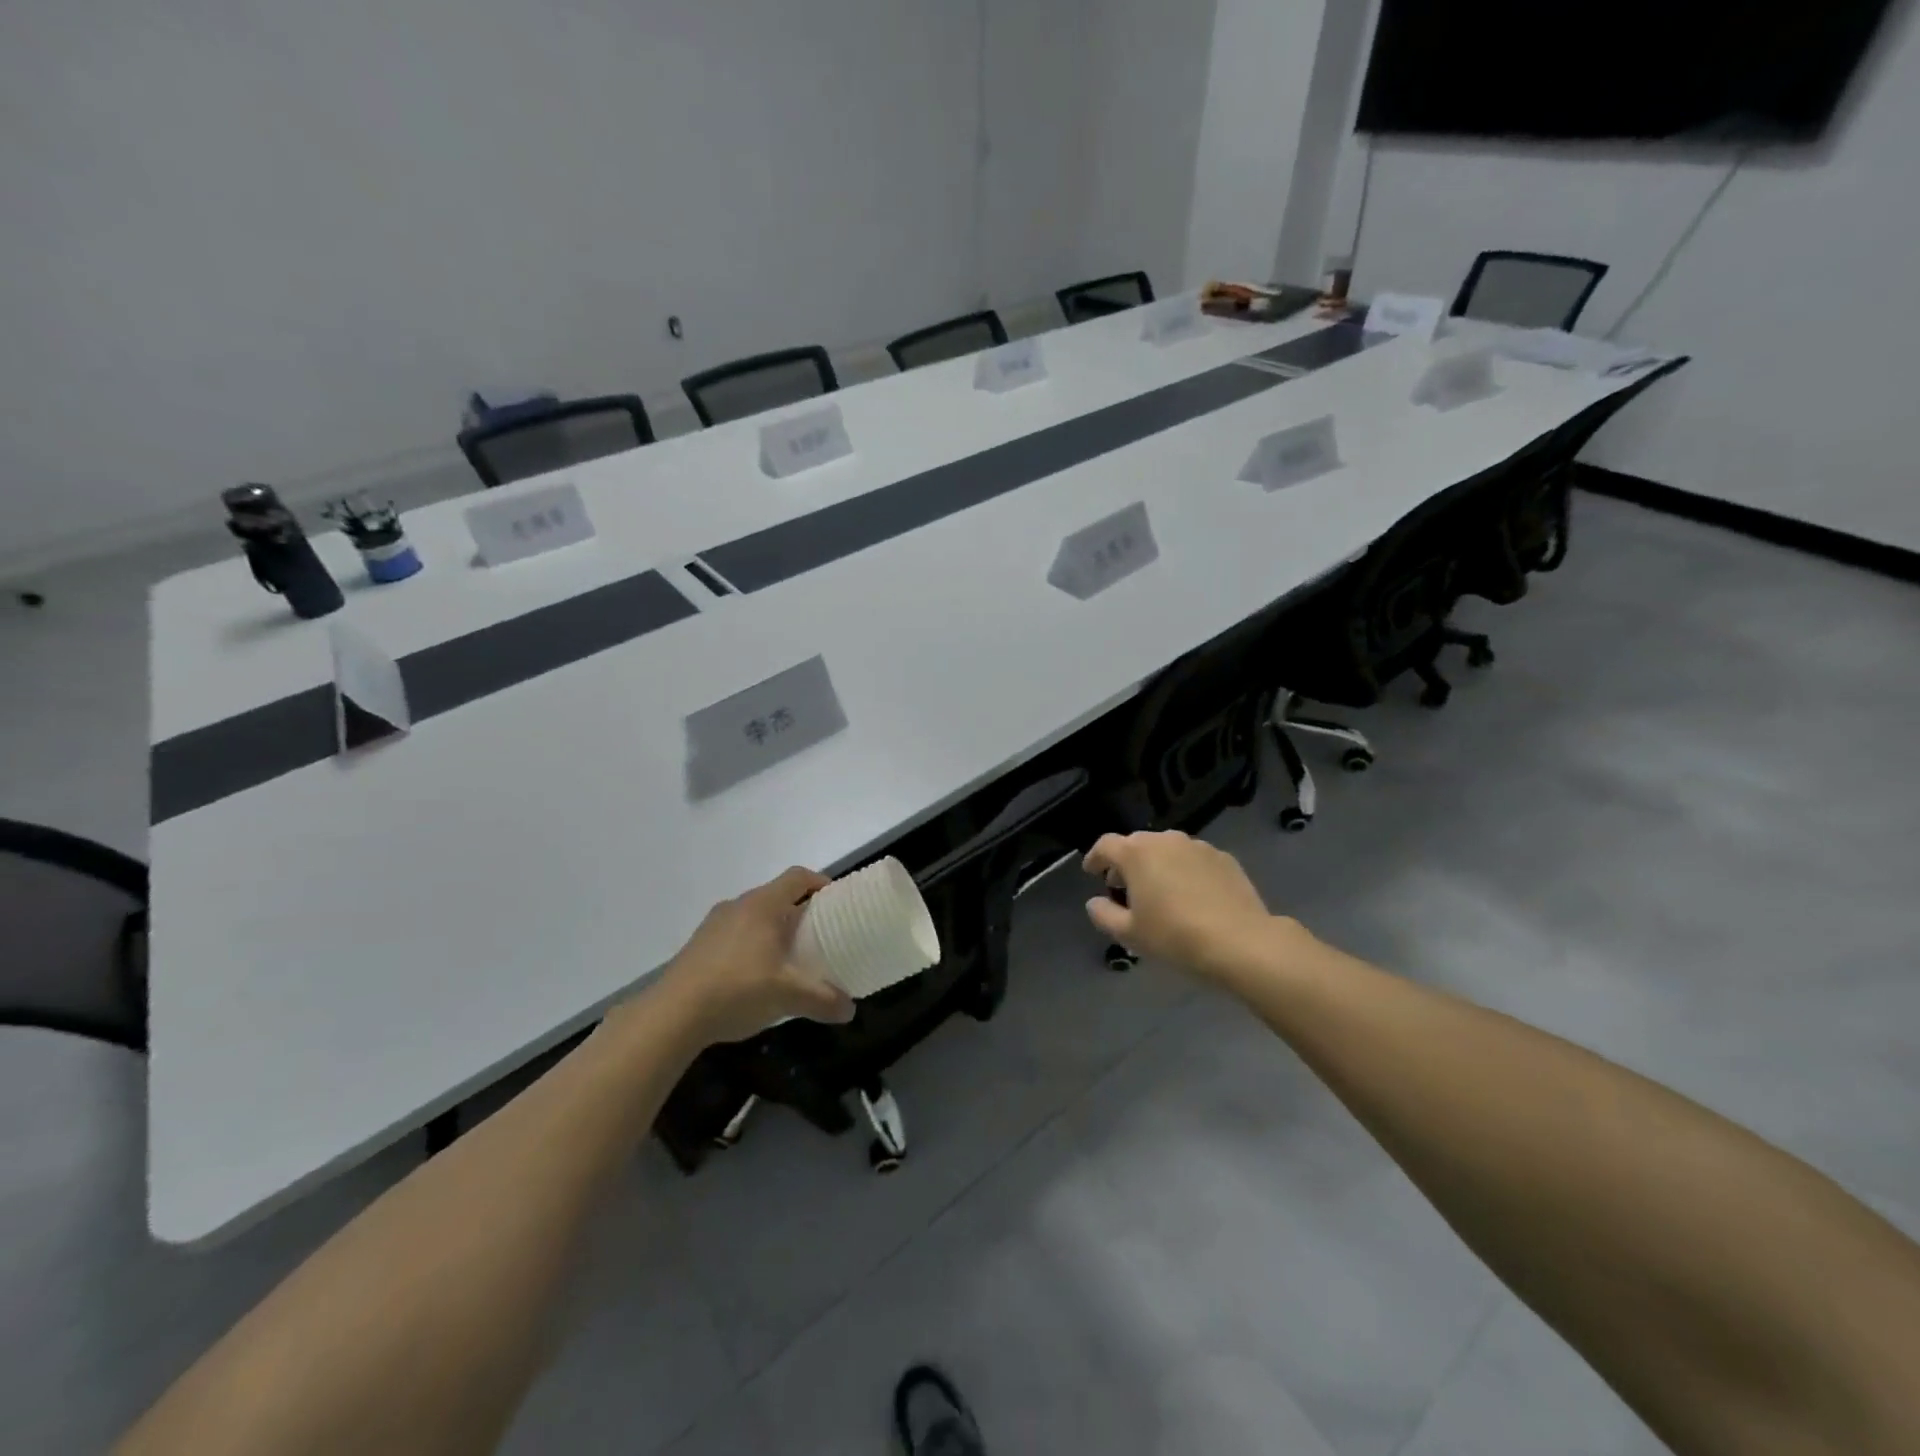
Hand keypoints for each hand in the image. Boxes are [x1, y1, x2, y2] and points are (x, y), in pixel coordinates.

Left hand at [653, 867, 854, 1043]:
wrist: (671, 1015)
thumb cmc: (737, 990)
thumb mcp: (787, 996)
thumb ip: (822, 1000)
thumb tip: (849, 1010)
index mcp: (763, 905)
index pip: (797, 877)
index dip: (819, 882)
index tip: (836, 901)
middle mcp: (738, 905)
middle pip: (776, 895)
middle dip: (799, 910)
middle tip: (818, 934)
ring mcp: (714, 924)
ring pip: (753, 916)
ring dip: (773, 928)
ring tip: (788, 957)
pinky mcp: (698, 945)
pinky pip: (735, 933)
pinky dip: (751, 944)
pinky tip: (755, 976)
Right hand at [1082, 831, 1280, 979]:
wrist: (1241, 943)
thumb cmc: (1175, 936)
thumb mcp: (1129, 934)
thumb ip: (1104, 915)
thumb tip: (1094, 902)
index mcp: (1137, 853)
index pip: (1105, 845)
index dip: (1095, 858)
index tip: (1092, 873)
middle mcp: (1166, 840)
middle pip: (1137, 844)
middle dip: (1126, 863)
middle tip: (1124, 888)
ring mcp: (1198, 846)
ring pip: (1167, 850)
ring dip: (1157, 865)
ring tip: (1159, 892)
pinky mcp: (1224, 858)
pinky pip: (1193, 860)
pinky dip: (1184, 871)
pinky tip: (1191, 896)